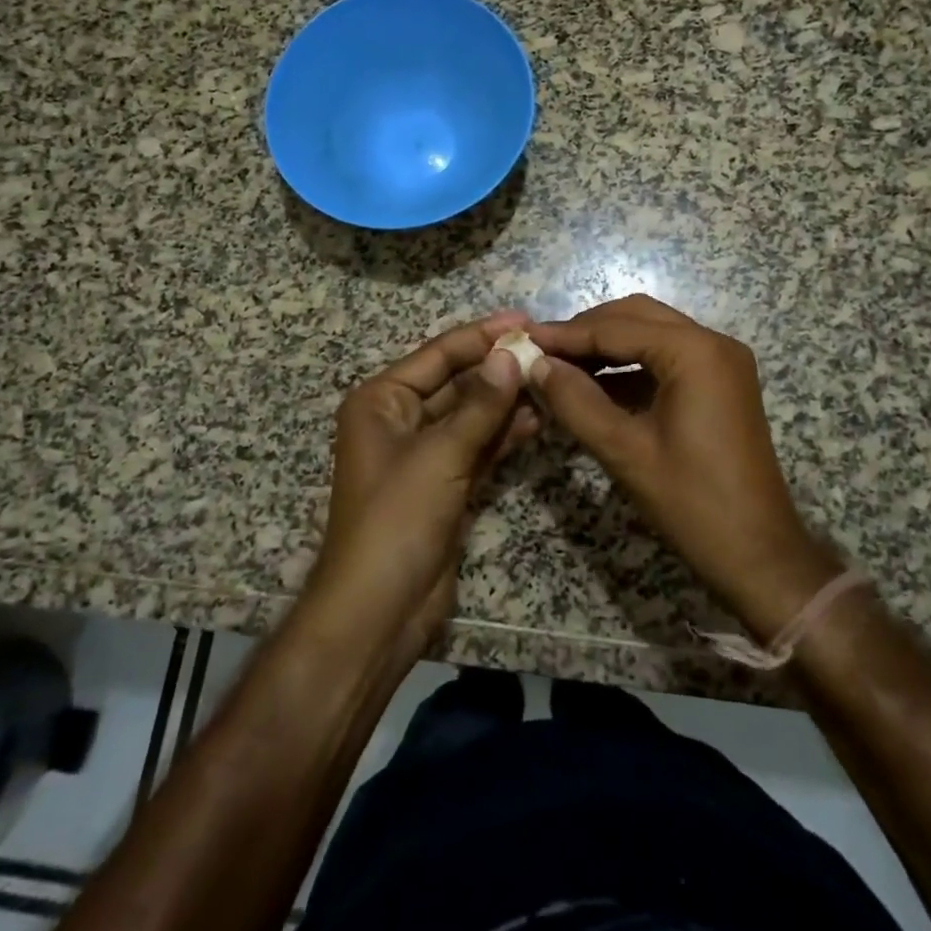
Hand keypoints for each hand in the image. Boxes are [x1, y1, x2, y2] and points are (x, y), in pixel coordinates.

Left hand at [307, 311, 537, 655]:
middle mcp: (400, 420)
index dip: (481, 335)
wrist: (379, 611)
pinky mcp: (446, 483)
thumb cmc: (396, 520)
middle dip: (498, 368)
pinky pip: (478, 446)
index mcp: (382, 401)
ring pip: (472, 414)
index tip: (524, 318)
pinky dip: (504, 434)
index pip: (438, 355)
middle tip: (547, 350)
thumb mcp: (440, 455)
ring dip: (506, 400)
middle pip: (457, 382)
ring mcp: (425, 454)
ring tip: (551, 380)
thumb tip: (512, 354)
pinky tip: (537, 419)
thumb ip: (480, 405)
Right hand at [528, 295, 839, 637]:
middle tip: (541, 351)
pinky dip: (630, 367)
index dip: (566, 334)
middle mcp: (713, 343)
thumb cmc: (692, 503)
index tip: (523, 338)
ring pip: (652, 335)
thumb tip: (535, 365)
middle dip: (587, 332)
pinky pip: (667, 359)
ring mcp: (721, 363)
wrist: (758, 554)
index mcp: (695, 352)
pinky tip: (595, 385)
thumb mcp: (624, 451)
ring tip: (560, 366)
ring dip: (607, 347)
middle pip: (637, 317)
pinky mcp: (721, 384)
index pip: (617, 327)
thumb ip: (575, 401)